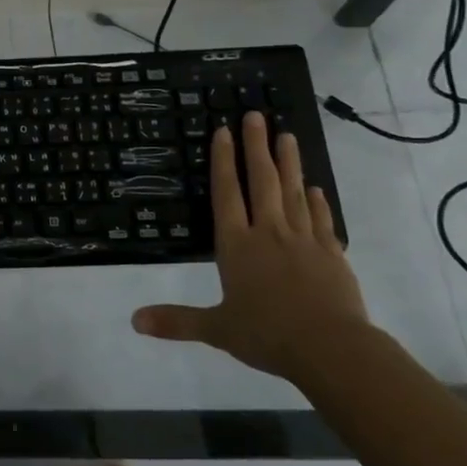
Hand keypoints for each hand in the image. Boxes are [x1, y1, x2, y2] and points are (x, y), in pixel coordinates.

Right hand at [132, 111, 371, 382]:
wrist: (332, 349)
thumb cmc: (268, 335)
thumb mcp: (217, 329)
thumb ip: (176, 322)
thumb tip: (134, 321)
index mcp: (237, 245)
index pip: (227, 194)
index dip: (224, 161)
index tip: (224, 131)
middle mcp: (269, 233)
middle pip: (262, 181)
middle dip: (256, 147)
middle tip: (256, 116)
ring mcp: (303, 240)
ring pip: (294, 192)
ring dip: (289, 163)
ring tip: (286, 136)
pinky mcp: (331, 254)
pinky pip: (322, 219)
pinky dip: (317, 201)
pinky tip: (315, 188)